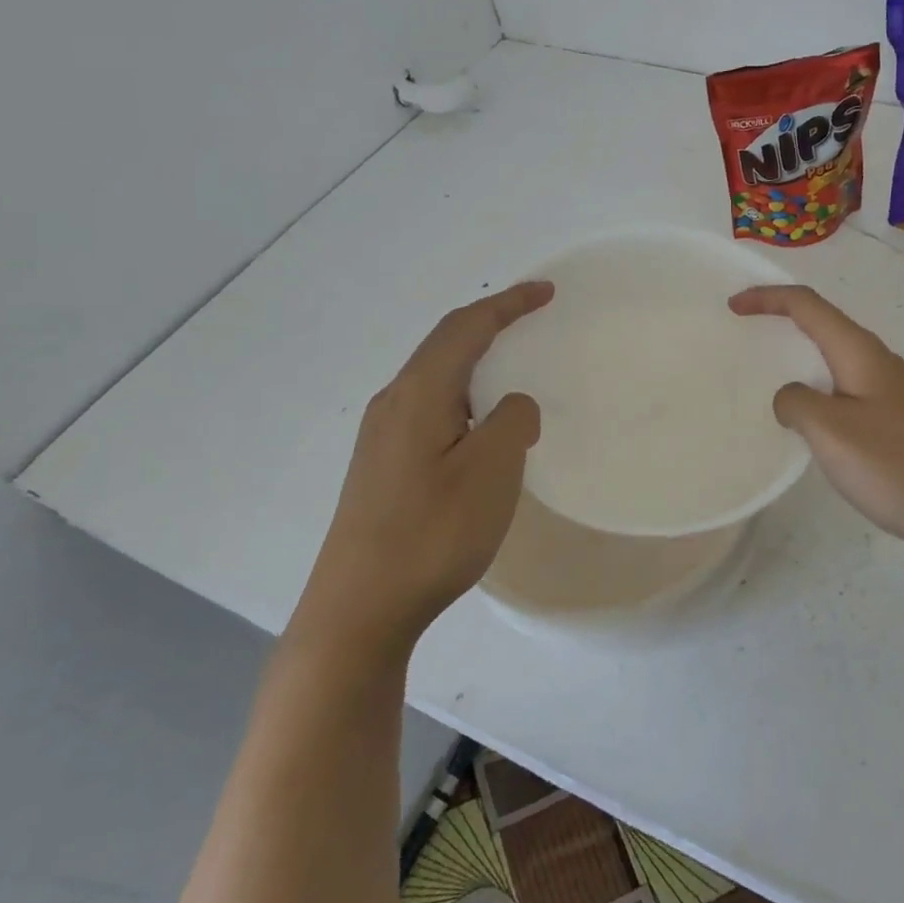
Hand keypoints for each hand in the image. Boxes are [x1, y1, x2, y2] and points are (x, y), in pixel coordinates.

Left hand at [289, 281, 553, 664]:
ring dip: (474, 358)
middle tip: (530, 318)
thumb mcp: (491, 470)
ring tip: (510, 364)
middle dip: (489, 323)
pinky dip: (462, 392)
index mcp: (419, 393)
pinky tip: (477, 423)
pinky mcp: (380, 466)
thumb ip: (513, 421)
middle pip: (444, 344)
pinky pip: (428, 406)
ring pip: (434, 376)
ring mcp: (381, 436)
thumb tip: (513, 406)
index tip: (546, 292)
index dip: (508, 304)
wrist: (357, 610)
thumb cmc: (431, 533)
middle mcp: (393, 403)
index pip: (466, 327)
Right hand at [728, 285, 903, 564]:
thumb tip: (791, 397)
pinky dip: (818, 386)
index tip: (733, 307)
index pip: (807, 305)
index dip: (767, 298)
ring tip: (770, 372)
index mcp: (859, 351)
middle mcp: (877, 359)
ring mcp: (891, 389)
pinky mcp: (897, 417)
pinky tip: (810, 417)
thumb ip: (797, 403)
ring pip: (836, 356)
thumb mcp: (831, 431)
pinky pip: (846, 386)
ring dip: (801, 354)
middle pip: (823, 322)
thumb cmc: (894, 464)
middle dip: (782, 318)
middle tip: (746, 332)